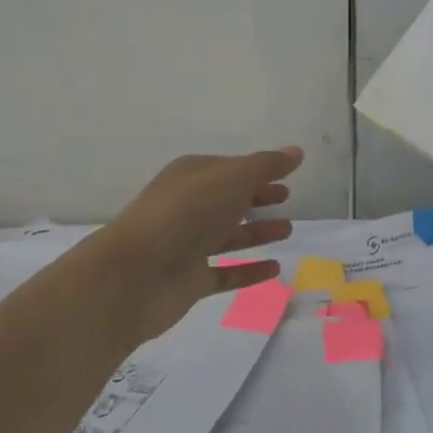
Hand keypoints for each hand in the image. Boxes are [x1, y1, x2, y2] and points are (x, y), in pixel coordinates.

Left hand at [102, 147, 302, 342]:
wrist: (135, 274)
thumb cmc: (186, 213)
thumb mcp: (232, 178)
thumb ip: (266, 166)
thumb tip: (297, 151)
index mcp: (191, 176)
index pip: (230, 168)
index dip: (258, 169)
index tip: (287, 174)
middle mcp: (188, 207)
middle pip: (229, 199)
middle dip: (257, 197)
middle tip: (287, 197)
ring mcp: (187, 245)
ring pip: (228, 236)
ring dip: (257, 232)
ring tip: (288, 230)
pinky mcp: (190, 280)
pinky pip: (226, 272)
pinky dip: (249, 270)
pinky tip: (275, 269)